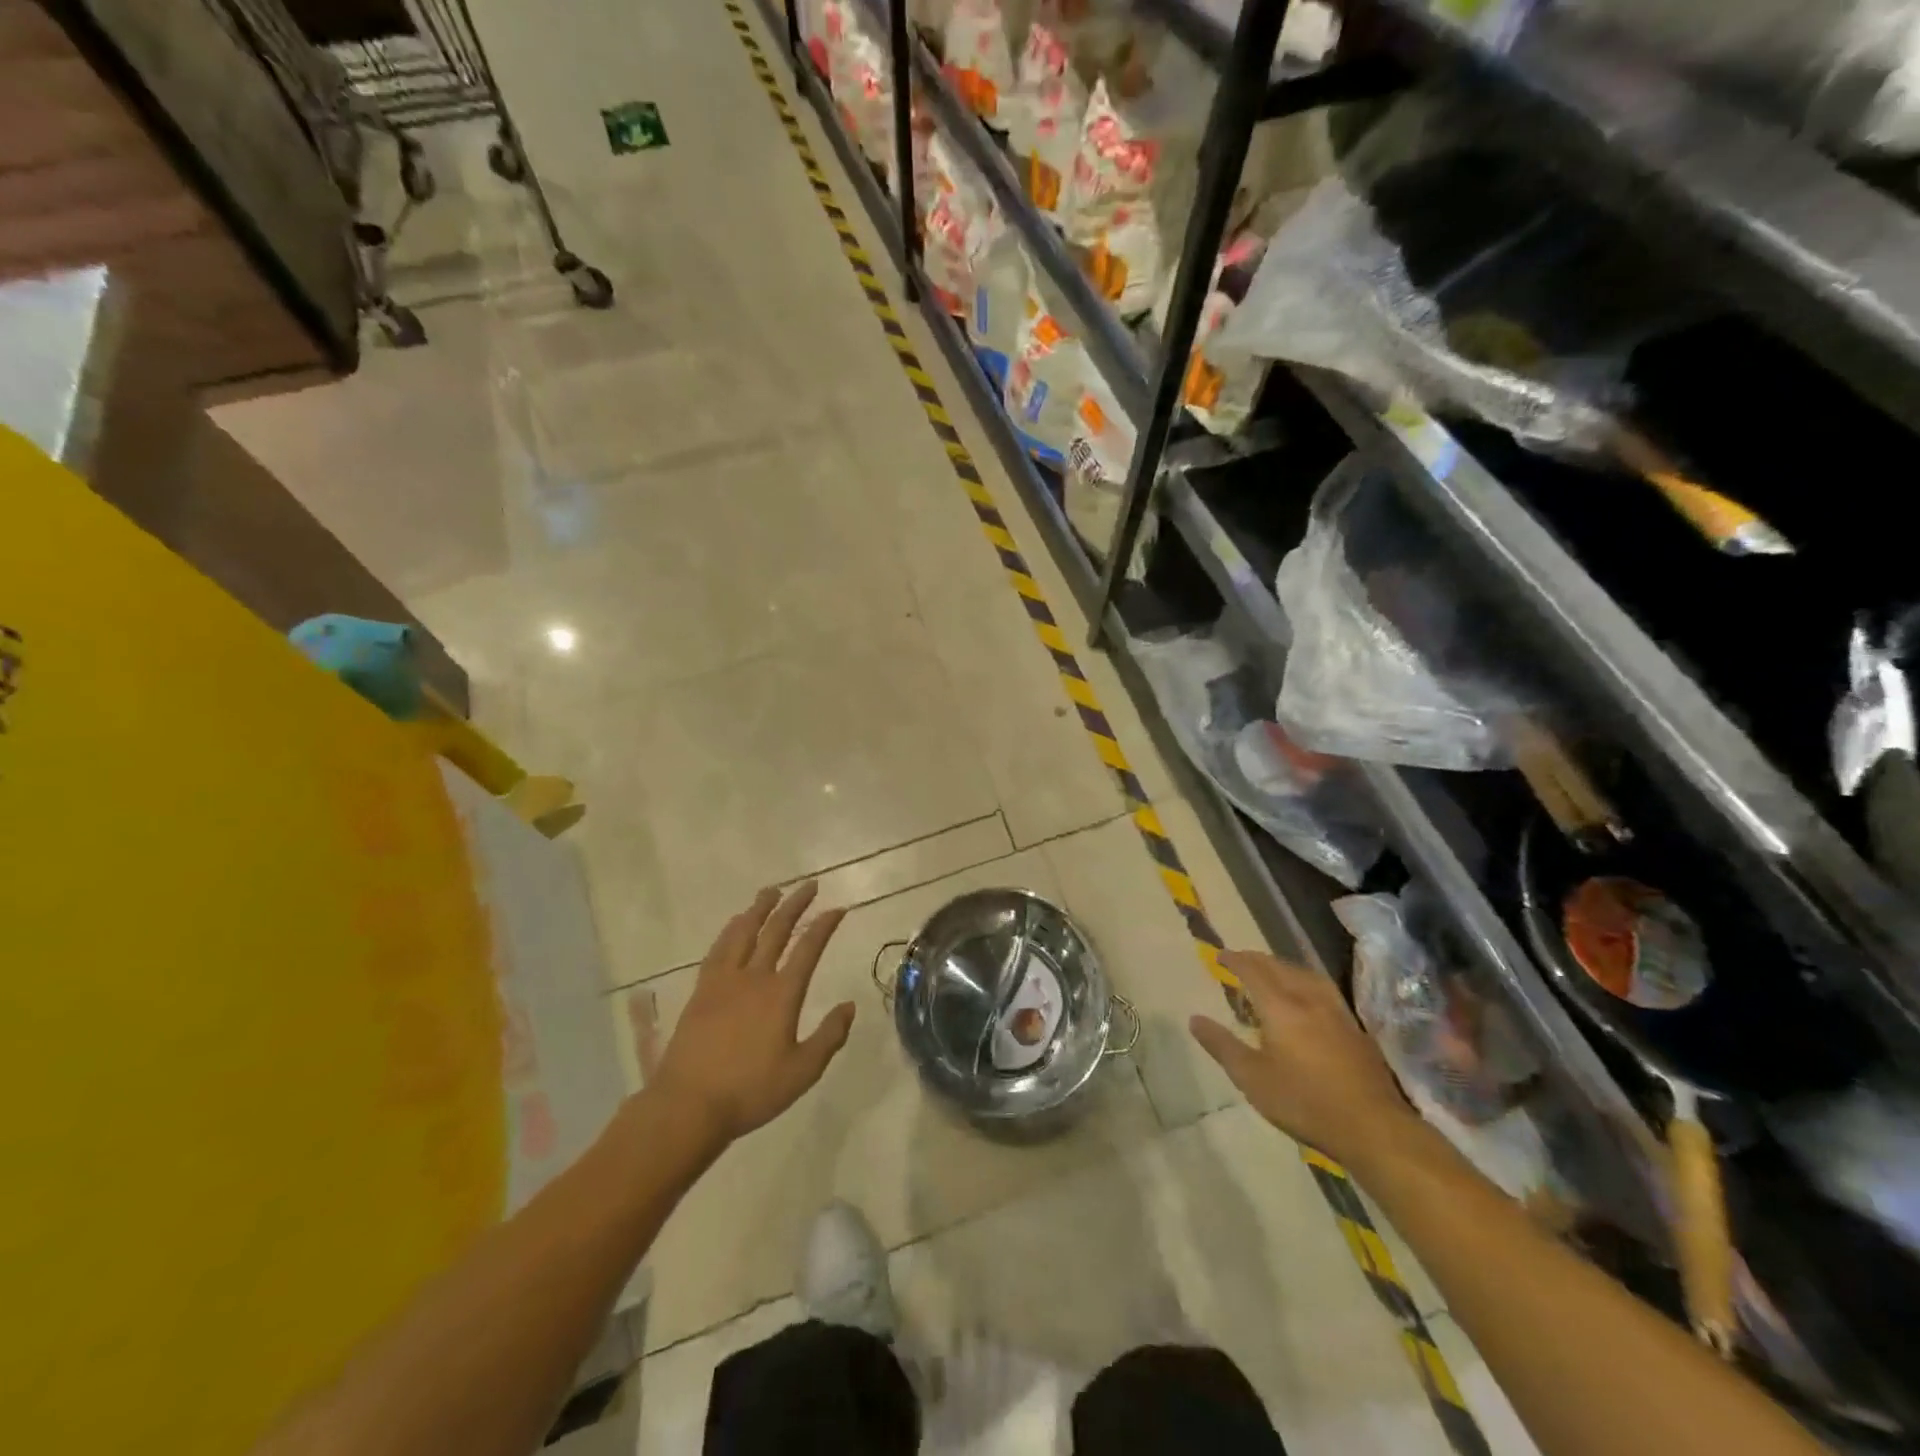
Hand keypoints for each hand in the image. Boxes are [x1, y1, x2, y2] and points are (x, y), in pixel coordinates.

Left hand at [648, 882, 854, 1146]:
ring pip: (744, 932)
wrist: (689, 1105)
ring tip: (771, 891)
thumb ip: (829, 1037)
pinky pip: (719, 949)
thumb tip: (849, 1006)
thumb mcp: (802, 1071)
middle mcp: (754, 978)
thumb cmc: (751, 1091)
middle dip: (795, 905)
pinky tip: (735, 924)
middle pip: (777, 930)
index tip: (837, 909)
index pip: (808, 949)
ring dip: (760, 908)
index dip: (824, 926)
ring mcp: (724, 981)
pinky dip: (731, 930)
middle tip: (808, 885)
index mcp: (782, 994)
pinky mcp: (702, 991)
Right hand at [1190, 950, 1415, 1169]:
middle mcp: (1309, 1000)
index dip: (1235, 960)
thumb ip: (1222, 1046)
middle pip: (1280, 967)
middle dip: (1257, 960)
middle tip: (1241, 961)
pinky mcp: (1356, 1029)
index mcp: (1280, 1007)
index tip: (1219, 955)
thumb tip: (1195, 1019)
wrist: (1373, 1127)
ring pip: (1306, 975)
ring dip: (1284, 967)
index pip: (1253, 971)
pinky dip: (1305, 983)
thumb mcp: (1252, 1078)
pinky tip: (1307, 999)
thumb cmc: (1304, 1102)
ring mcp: (1337, 1013)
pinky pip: (1323, 990)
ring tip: (1273, 972)